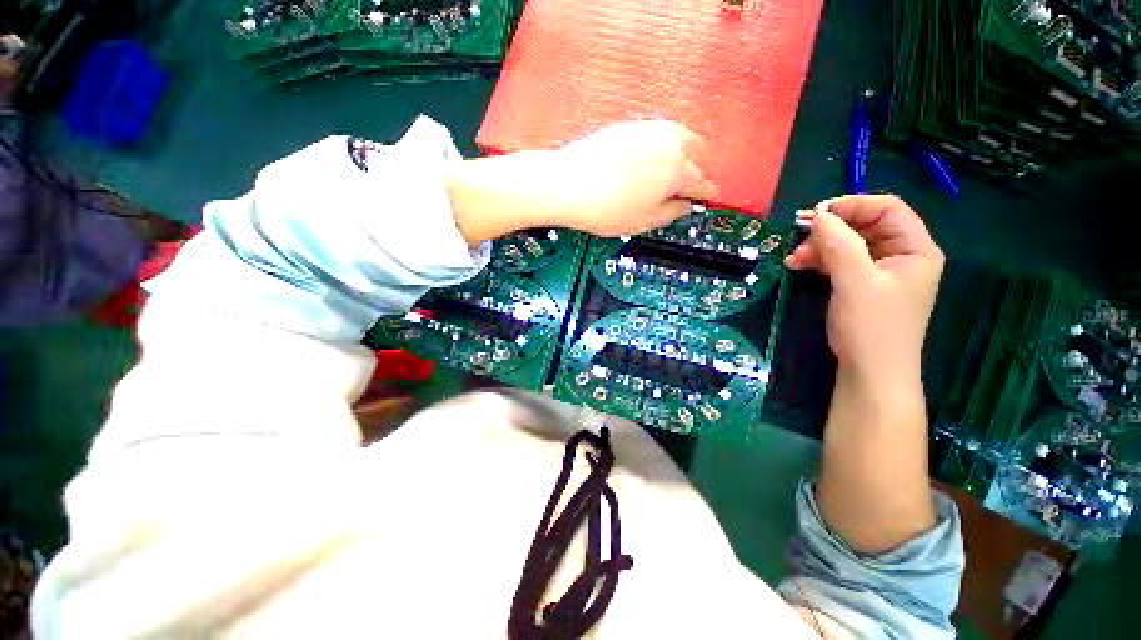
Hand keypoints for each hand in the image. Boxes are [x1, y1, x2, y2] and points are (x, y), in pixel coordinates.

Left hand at [543, 120, 718, 235]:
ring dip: (681, 153)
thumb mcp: (643, 221)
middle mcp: (668, 143)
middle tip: (686, 186)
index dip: (706, 194)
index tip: (708, 199)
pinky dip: (661, 145)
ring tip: (669, 171)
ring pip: (677, 136)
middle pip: (696, 151)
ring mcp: (647, 129)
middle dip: (696, 168)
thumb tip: (685, 205)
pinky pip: (656, 133)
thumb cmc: (606, 209)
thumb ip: (671, 213)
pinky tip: (647, 159)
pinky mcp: (628, 125)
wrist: (566, 184)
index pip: (702, 182)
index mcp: (676, 171)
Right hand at [785, 195, 943, 383]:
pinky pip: (842, 262)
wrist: (870, 373)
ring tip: (794, 260)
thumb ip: (839, 245)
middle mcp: (902, 255)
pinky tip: (799, 266)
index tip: (816, 215)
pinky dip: (821, 261)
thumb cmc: (871, 327)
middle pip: (865, 226)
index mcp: (915, 249)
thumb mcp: (855, 282)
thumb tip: (818, 216)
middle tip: (800, 242)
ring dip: (820, 247)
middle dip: (830, 231)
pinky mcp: (864, 285)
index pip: (887, 208)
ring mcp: (882, 272)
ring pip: (849, 244)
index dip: (852, 205)